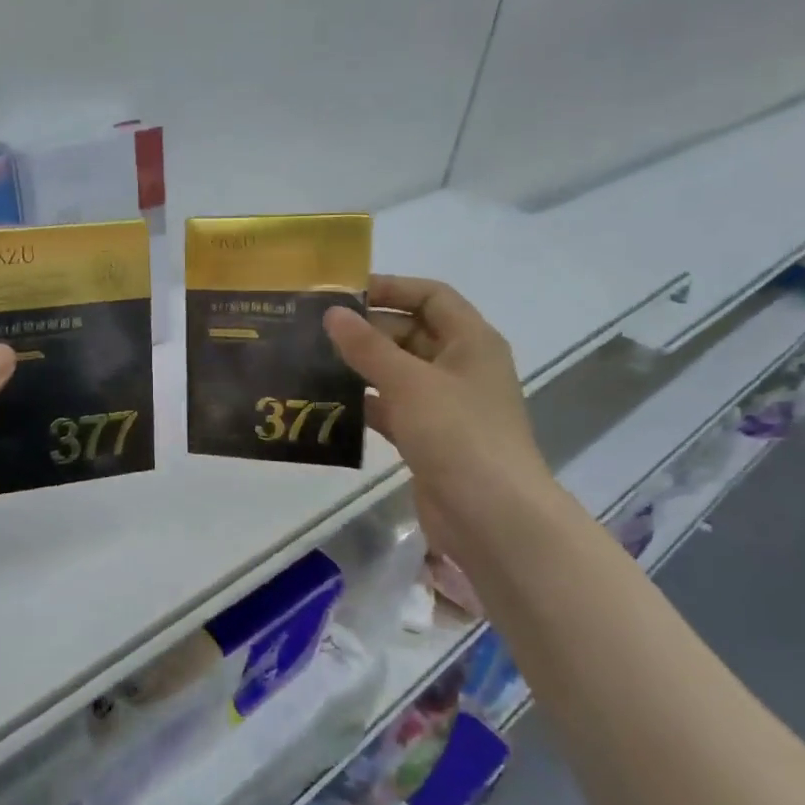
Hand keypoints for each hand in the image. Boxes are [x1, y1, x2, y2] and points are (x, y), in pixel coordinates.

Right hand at [324, 275, 555, 556]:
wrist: (491, 516)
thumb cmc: (457, 434)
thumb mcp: (409, 382)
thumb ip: (367, 346)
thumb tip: (332, 313)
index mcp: (471, 341)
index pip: (431, 296)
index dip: (391, 288)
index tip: (344, 294)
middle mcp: (461, 367)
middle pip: (411, 332)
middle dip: (367, 330)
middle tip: (316, 330)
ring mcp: (446, 405)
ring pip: (398, 372)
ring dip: (362, 367)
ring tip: (313, 362)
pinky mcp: (429, 438)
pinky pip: (393, 408)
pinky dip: (366, 403)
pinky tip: (329, 403)